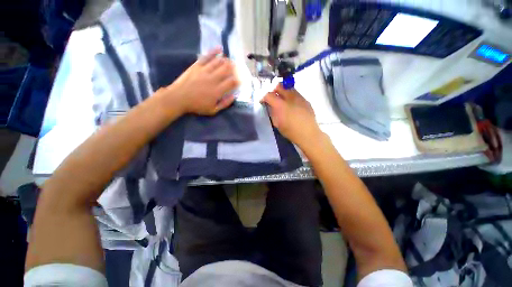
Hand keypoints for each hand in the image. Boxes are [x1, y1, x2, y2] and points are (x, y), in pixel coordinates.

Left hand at [165, 47, 238, 115]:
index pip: (232, 82)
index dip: (238, 80)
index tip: (240, 80)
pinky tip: (219, 49)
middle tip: (237, 68)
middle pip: (227, 70)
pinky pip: (207, 57)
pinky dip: (214, 52)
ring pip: (218, 62)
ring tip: (231, 60)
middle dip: (234, 68)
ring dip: (226, 60)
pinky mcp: (197, 66)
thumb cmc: (197, 106)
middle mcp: (213, 79)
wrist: (178, 98)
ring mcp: (205, 71)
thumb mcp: (213, 110)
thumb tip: (234, 96)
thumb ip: (224, 104)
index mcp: (218, 91)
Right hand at [261, 84, 321, 147]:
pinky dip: (291, 97)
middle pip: (279, 86)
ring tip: (283, 101)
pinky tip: (292, 106)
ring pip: (289, 88)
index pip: (269, 94)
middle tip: (273, 98)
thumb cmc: (290, 131)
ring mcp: (299, 97)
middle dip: (274, 90)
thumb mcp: (277, 123)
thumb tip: (271, 106)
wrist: (308, 133)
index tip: (263, 101)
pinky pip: (296, 94)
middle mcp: (290, 97)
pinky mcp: (305, 100)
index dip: (264, 97)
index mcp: (280, 105)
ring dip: (283, 92)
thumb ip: (273, 112)